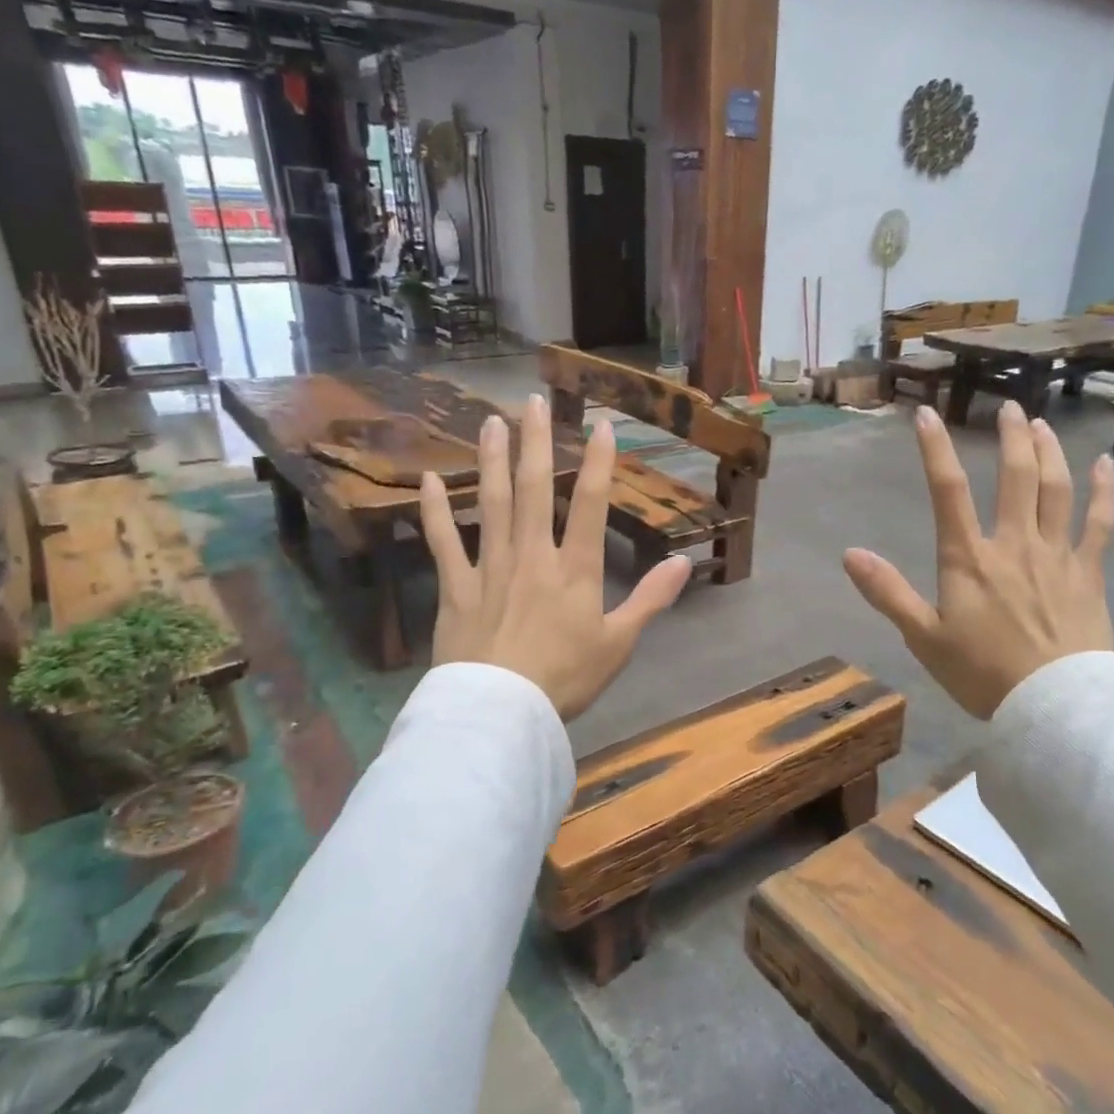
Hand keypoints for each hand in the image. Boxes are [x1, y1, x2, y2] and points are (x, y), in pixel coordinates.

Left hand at [419, 395, 691, 720]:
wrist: (502, 712)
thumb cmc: (566, 679)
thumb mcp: (619, 644)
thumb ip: (651, 600)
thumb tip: (684, 563)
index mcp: (576, 570)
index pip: (593, 505)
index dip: (600, 463)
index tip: (600, 424)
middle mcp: (534, 556)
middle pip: (536, 490)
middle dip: (536, 442)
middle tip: (531, 401)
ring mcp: (491, 568)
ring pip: (492, 503)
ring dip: (492, 460)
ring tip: (490, 423)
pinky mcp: (456, 587)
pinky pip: (443, 542)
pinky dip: (434, 511)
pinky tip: (429, 480)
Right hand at [844, 401, 1113, 718]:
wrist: (1055, 706)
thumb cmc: (983, 674)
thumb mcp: (923, 637)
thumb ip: (888, 593)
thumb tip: (850, 553)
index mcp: (969, 559)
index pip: (948, 491)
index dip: (935, 450)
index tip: (927, 415)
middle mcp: (1015, 544)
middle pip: (1016, 477)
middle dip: (1011, 437)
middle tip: (1009, 407)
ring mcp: (1057, 555)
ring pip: (1057, 489)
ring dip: (1050, 452)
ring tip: (1042, 425)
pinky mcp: (1089, 573)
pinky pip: (1100, 523)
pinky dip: (1104, 491)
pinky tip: (1105, 465)